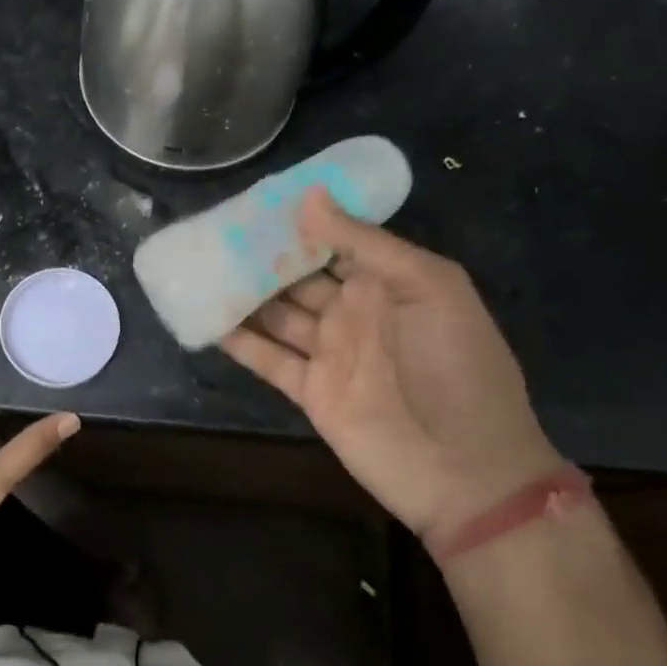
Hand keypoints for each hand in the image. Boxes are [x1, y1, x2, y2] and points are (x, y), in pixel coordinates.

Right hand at [219, 189, 564, 546]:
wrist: (466, 468)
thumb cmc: (455, 364)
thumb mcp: (427, 285)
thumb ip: (365, 242)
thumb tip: (308, 197)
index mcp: (386, 281)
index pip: (334, 241)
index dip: (299, 222)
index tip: (255, 201)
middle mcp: (354, 311)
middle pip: (298, 276)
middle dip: (262, 254)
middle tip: (215, 230)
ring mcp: (330, 352)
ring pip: (277, 313)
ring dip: (244, 293)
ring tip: (201, 265)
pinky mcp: (311, 390)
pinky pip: (268, 359)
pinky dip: (239, 342)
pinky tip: (206, 318)